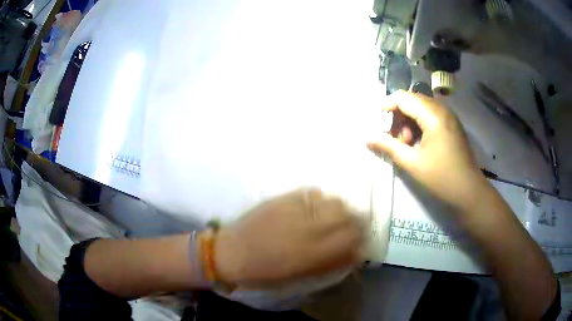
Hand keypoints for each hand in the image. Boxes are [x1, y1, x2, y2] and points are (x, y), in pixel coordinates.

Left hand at [214, 189, 363, 286]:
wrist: (230, 253)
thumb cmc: (263, 273)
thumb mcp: (298, 277)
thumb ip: (329, 264)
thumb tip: (353, 254)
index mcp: (312, 254)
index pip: (352, 240)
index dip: (361, 241)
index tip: (359, 244)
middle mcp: (308, 228)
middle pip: (348, 216)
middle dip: (355, 223)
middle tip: (350, 229)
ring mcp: (295, 209)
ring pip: (333, 201)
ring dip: (340, 209)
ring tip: (333, 217)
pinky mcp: (282, 198)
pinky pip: (312, 193)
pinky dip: (320, 200)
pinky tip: (314, 208)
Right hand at [367, 90, 490, 213]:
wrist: (469, 192)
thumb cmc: (442, 178)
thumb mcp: (412, 163)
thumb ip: (389, 147)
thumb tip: (367, 138)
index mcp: (433, 115)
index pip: (403, 98)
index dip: (386, 107)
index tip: (376, 124)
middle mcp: (442, 109)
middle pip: (412, 100)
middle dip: (397, 115)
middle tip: (392, 138)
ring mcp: (448, 116)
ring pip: (420, 107)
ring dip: (408, 121)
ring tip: (405, 143)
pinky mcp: (451, 124)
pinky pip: (430, 115)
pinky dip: (419, 124)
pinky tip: (417, 143)